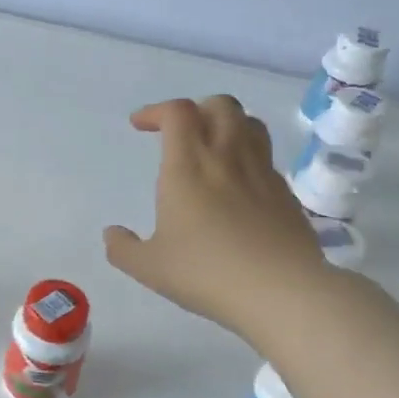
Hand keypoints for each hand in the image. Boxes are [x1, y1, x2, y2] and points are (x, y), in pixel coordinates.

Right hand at [103, 96, 332, 342]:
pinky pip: (265, 158)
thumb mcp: (149, 267)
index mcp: (188, 166)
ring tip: (211, 148)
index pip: (178, 113)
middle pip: (220, 105)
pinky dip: (247, 157)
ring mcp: (262, 173)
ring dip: (227, 125)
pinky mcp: (286, 194)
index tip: (140, 125)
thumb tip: (112, 234)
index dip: (156, 110)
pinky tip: (237, 187)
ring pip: (250, 124)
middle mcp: (227, 157)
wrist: (281, 291)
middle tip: (178, 133)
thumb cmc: (206, 273)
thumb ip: (123, 248)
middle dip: (196, 110)